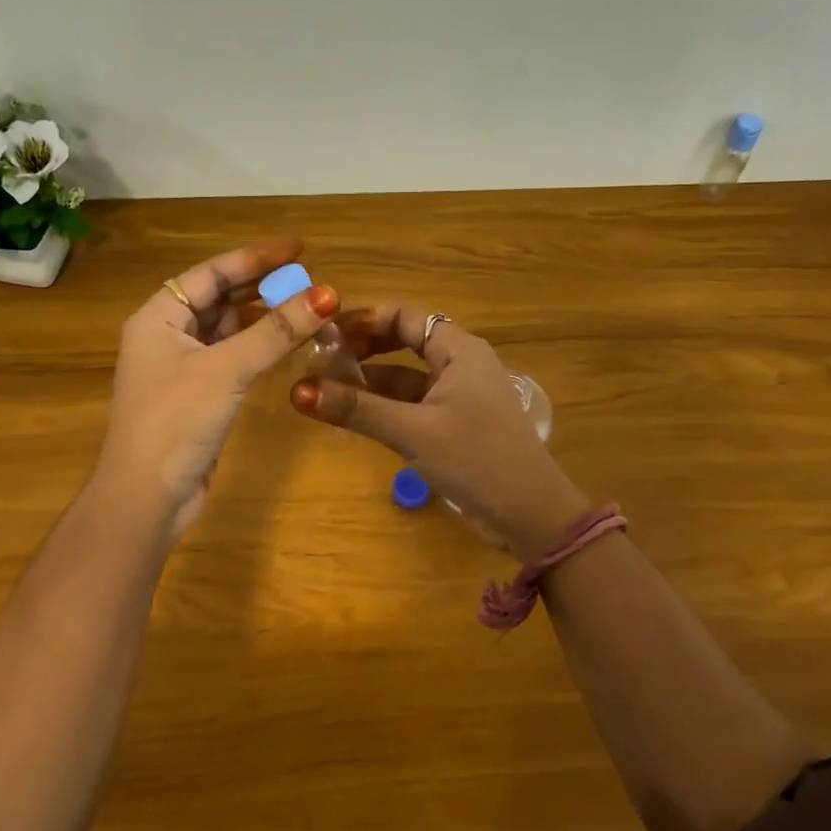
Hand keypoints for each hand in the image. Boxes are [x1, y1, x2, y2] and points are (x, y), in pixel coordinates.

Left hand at [98, 240, 336, 540]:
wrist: (146, 498)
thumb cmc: (176, 421)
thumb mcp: (227, 369)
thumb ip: (276, 331)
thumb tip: (327, 295)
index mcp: (159, 316)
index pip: (213, 272)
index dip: (257, 258)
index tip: (300, 249)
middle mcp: (167, 334)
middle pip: (221, 298)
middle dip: (264, 288)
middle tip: (311, 281)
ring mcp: (182, 367)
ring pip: (230, 329)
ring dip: (265, 319)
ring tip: (308, 309)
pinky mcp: (198, 395)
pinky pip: (233, 357)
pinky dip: (259, 348)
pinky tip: (288, 345)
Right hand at [291, 304, 590, 560]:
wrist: (532, 515)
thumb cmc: (477, 459)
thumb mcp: (413, 432)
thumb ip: (357, 409)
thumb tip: (298, 390)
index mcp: (459, 350)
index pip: (404, 316)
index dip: (363, 319)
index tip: (323, 334)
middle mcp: (460, 363)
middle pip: (404, 341)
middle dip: (363, 348)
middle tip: (321, 360)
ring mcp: (459, 395)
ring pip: (406, 376)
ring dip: (370, 380)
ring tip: (326, 389)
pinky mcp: (456, 424)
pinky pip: (413, 404)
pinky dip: (385, 406)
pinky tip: (355, 416)